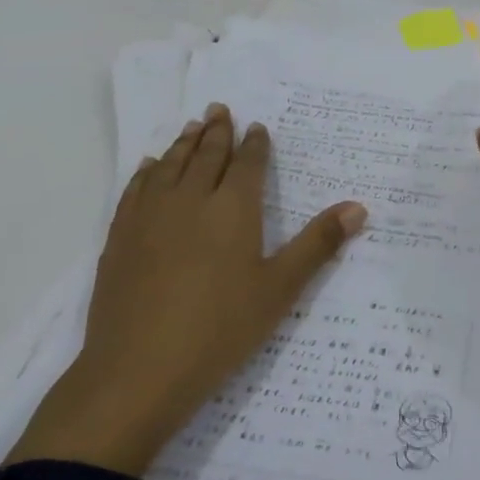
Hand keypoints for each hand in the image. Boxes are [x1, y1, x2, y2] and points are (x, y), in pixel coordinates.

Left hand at [7, 104, 366, 477]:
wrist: (138, 371)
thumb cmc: (220, 330)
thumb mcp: (280, 289)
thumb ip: (318, 244)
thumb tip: (358, 207)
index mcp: (233, 209)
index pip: (247, 164)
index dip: (254, 144)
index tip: (257, 127)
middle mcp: (190, 200)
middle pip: (206, 155)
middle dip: (217, 131)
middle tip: (220, 108)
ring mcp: (149, 216)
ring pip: (169, 166)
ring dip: (183, 143)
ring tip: (192, 126)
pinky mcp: (120, 237)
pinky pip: (136, 189)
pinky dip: (147, 171)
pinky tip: (150, 167)